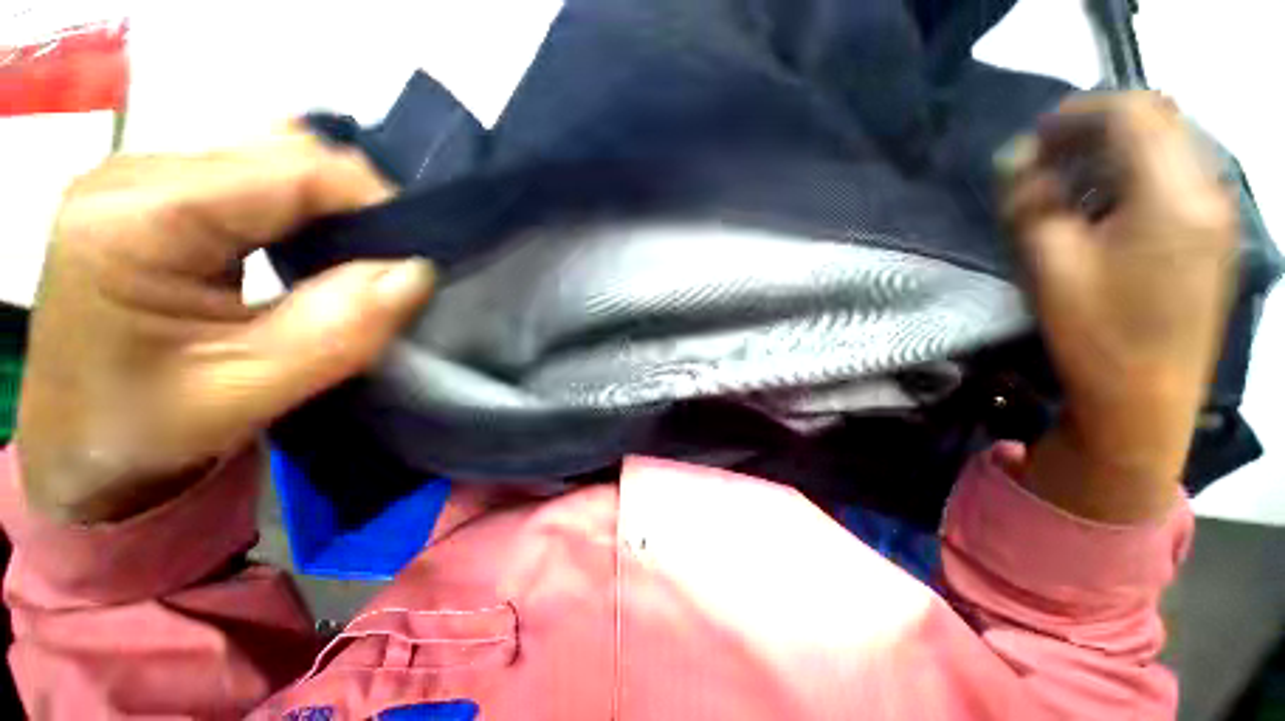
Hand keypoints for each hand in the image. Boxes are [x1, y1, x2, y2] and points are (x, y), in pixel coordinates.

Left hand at [16, 130, 433, 522]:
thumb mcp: (248, 391)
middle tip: (387, 267)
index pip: (293, 167)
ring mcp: (143, 177)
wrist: (82, 441)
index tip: (417, 257)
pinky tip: (309, 250)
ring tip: (352, 262)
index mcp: (137, 219)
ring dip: (331, 208)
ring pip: (276, 160)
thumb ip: (337, 331)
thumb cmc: (146, 429)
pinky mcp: (158, 194)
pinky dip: (304, 210)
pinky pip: (256, 178)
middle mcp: (135, 175)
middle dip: (355, 205)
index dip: (374, 202)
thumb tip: (416, 273)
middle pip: (284, 153)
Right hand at [1004, 92, 1236, 521]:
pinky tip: (1110, 204)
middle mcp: (1207, 191)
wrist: (1145, 401)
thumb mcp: (1050, 265)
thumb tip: (1014, 158)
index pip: (1132, 113)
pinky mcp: (1215, 236)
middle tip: (1051, 156)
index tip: (1035, 137)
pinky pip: (1180, 176)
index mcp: (1172, 195)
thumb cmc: (1095, 334)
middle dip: (1099, 126)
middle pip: (1158, 121)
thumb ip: (1031, 202)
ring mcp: (1218, 214)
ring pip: (1171, 146)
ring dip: (1120, 148)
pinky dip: (1141, 172)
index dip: (1078, 112)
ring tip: (1075, 180)